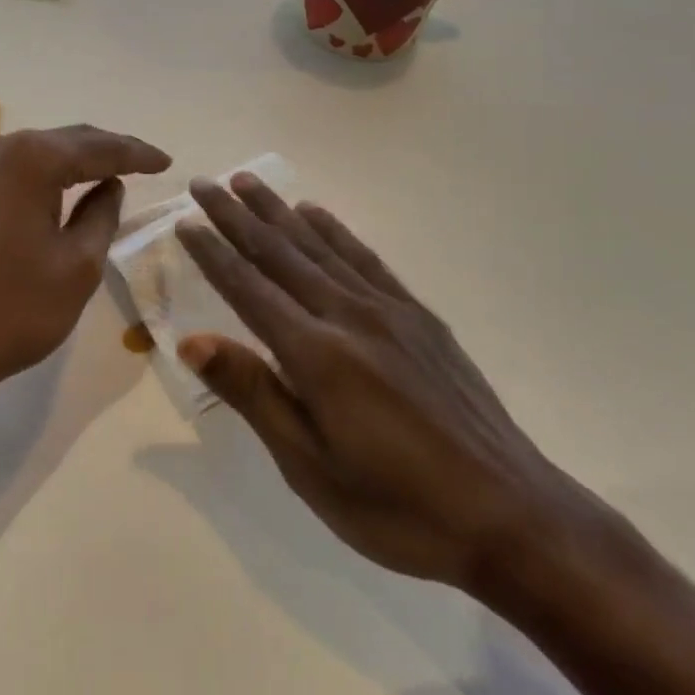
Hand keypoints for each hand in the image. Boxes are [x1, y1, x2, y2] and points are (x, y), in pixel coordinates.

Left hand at [0, 125, 171, 412]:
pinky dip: (44, 177)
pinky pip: (13, 173)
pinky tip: (60, 191)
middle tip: (145, 164)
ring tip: (109, 173)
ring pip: (37, 154)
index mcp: (32, 159)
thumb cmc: (9, 311)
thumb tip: (109, 186)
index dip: (137, 154)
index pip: (100, 147)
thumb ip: (101, 216)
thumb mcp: (76, 267)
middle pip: (66, 141)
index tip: (167, 162)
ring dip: (74, 162)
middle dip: (108, 151)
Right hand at [175, 174, 586, 595]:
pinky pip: (364, 257)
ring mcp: (387, 309)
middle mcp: (348, 314)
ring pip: (319, 245)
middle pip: (279, 253)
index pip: (248, 288)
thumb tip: (192, 340)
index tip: (184, 221)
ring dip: (278, 211)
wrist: (510, 513)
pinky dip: (333, 230)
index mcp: (316, 354)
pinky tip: (315, 213)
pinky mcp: (418, 315)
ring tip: (247, 182)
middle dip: (236, 216)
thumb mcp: (311, 468)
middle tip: (204, 182)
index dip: (212, 253)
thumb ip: (254, 393)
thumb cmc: (397, 507)